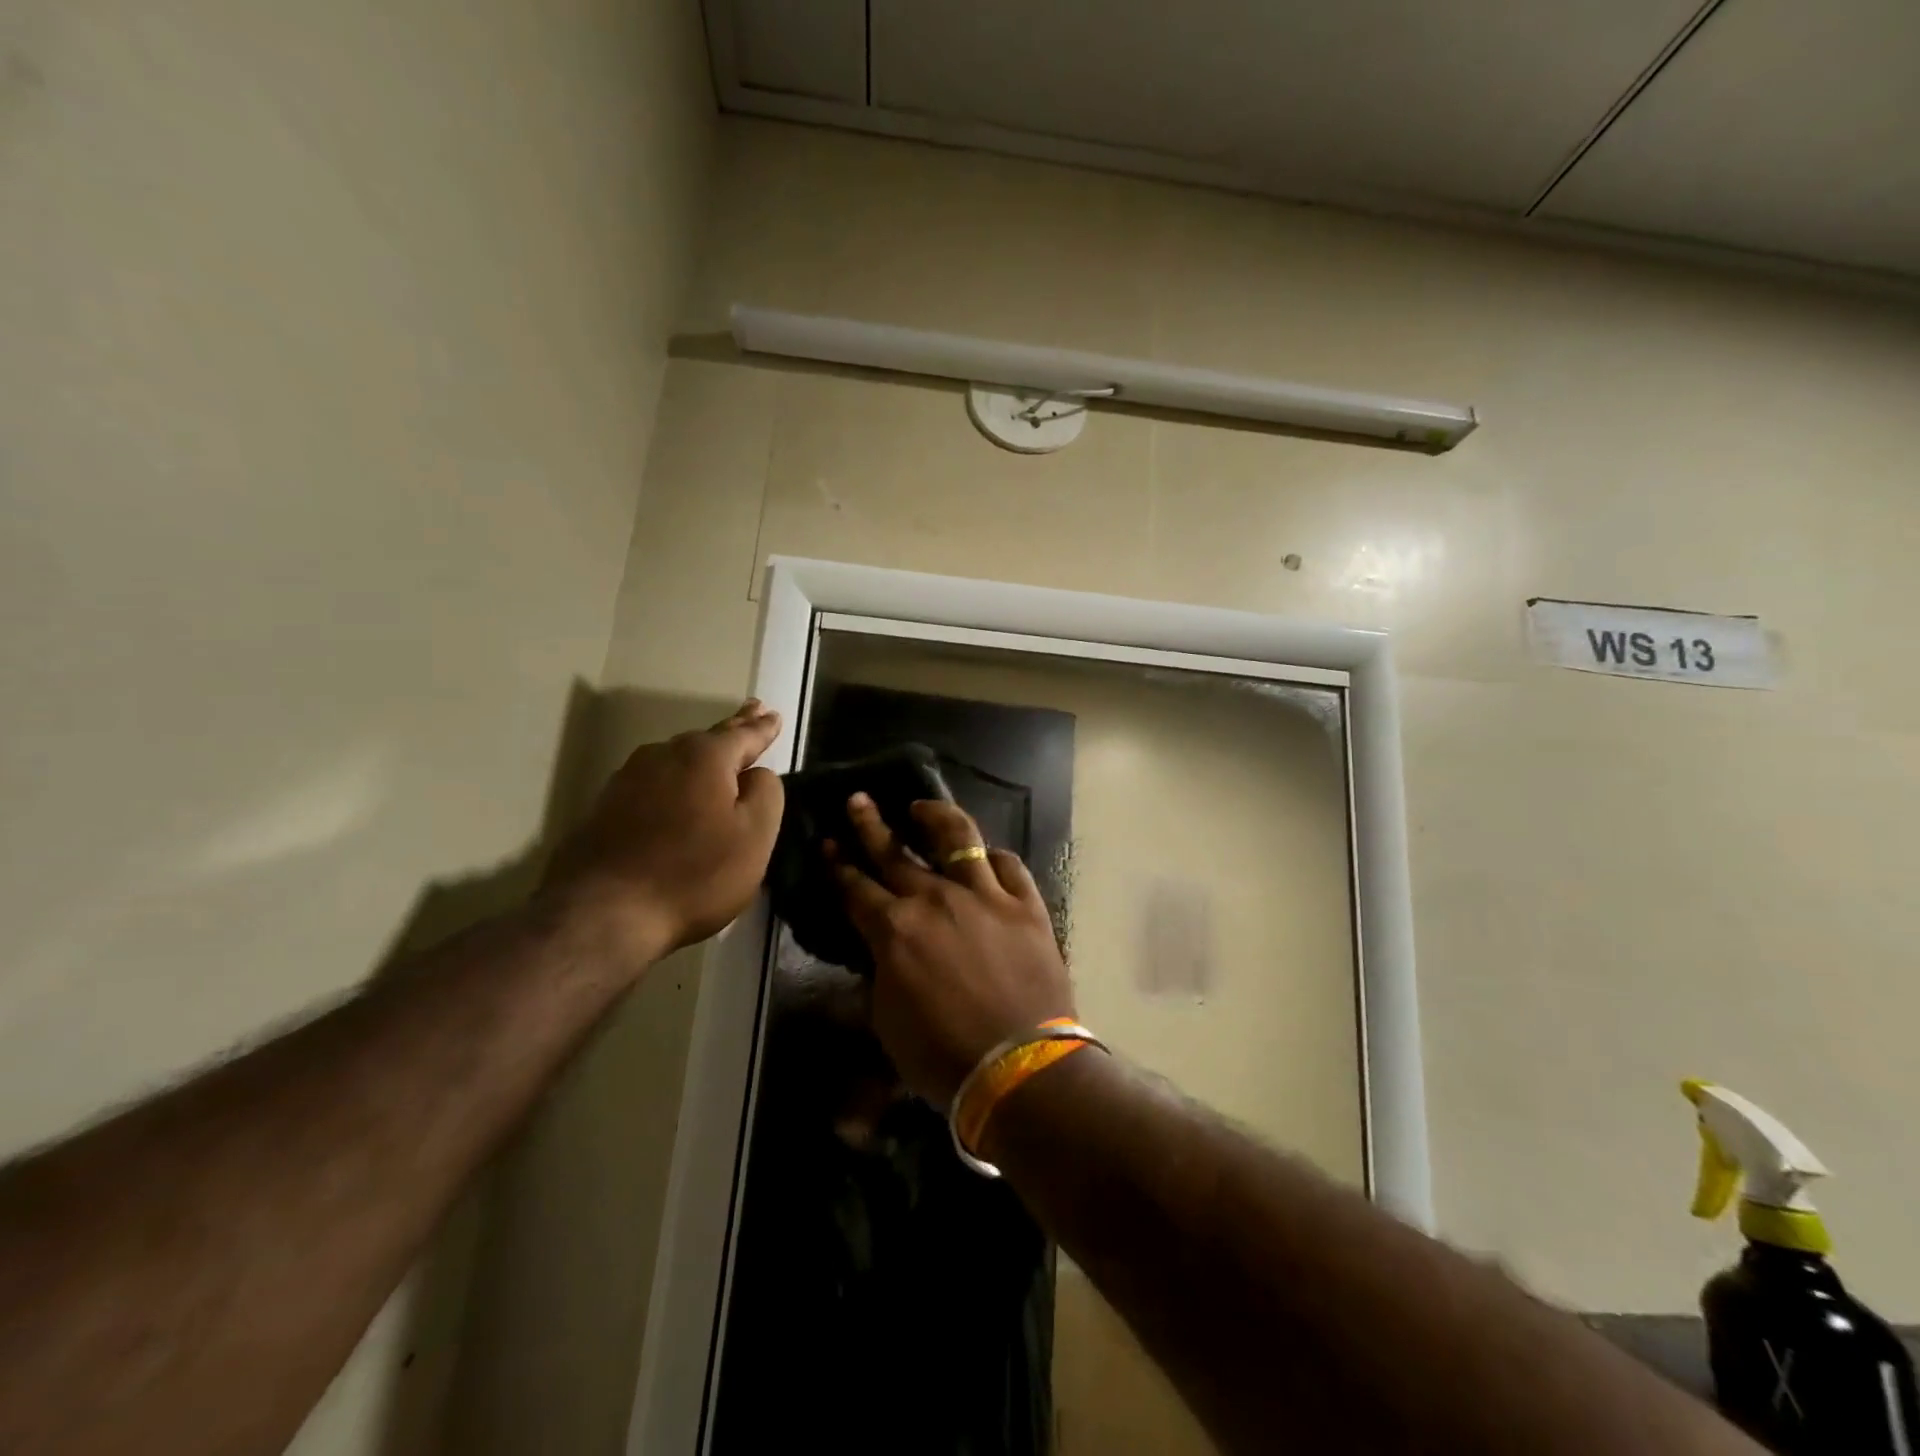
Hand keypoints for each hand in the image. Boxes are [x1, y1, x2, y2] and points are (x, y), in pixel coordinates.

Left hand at [543, 701, 783, 968]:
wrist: (602, 914)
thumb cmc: (694, 875)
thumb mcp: (754, 837)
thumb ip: (766, 793)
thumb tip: (756, 774)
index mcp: (705, 757)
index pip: (743, 734)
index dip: (762, 728)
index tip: (774, 714)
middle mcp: (663, 756)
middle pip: (707, 739)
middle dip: (733, 727)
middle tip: (752, 710)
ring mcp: (628, 780)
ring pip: (676, 759)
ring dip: (700, 755)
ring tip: (717, 750)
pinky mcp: (605, 809)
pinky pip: (653, 784)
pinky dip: (673, 782)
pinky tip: (676, 791)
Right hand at [833, 795, 1073, 1104]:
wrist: (1019, 1067)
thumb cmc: (943, 1056)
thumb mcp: (887, 1023)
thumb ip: (877, 978)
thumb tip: (876, 956)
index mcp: (894, 929)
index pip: (856, 887)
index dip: (838, 864)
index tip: (827, 842)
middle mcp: (935, 899)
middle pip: (895, 852)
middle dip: (871, 824)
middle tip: (858, 800)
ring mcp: (984, 895)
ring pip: (957, 838)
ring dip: (934, 817)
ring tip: (921, 806)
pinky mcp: (1025, 904)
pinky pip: (1008, 865)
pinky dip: (993, 857)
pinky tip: (986, 854)